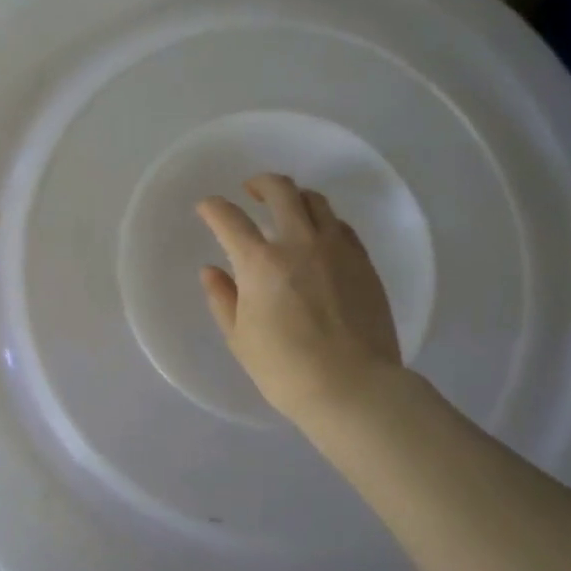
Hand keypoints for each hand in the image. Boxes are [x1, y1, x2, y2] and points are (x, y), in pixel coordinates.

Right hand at [196, 173, 401, 424]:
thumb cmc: (286, 370)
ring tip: (288, 209)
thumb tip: (211, 271)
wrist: (354, 387)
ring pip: (316, 200)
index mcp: (260, 262)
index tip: (207, 208)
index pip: (229, 218)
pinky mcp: (363, 261)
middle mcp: (299, 243)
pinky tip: (319, 237)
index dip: (213, 208)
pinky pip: (341, 225)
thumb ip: (223, 298)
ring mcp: (336, 248)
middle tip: (251, 191)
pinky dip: (323, 222)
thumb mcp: (240, 338)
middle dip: (260, 183)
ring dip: (295, 197)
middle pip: (280, 190)